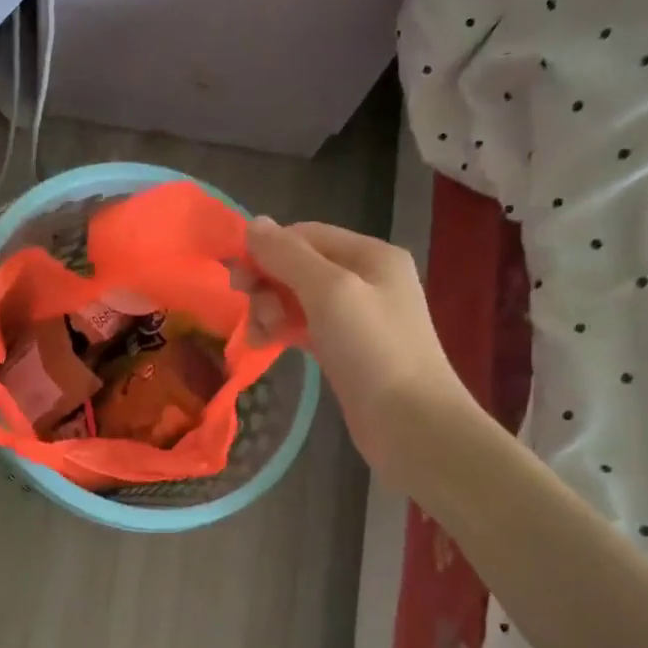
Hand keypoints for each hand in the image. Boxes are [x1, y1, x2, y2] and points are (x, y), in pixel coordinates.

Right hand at [243, 217, 475, 485]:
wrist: (410, 423)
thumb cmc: (372, 349)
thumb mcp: (329, 291)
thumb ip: (289, 256)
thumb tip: (252, 223)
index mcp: (370, 255)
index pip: (305, 235)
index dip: (267, 250)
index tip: (236, 279)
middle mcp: (366, 279)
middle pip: (299, 266)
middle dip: (268, 283)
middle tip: (247, 309)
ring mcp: (357, 316)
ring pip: (297, 298)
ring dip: (270, 309)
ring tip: (259, 336)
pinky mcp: (346, 349)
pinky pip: (304, 326)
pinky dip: (283, 329)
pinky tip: (266, 344)